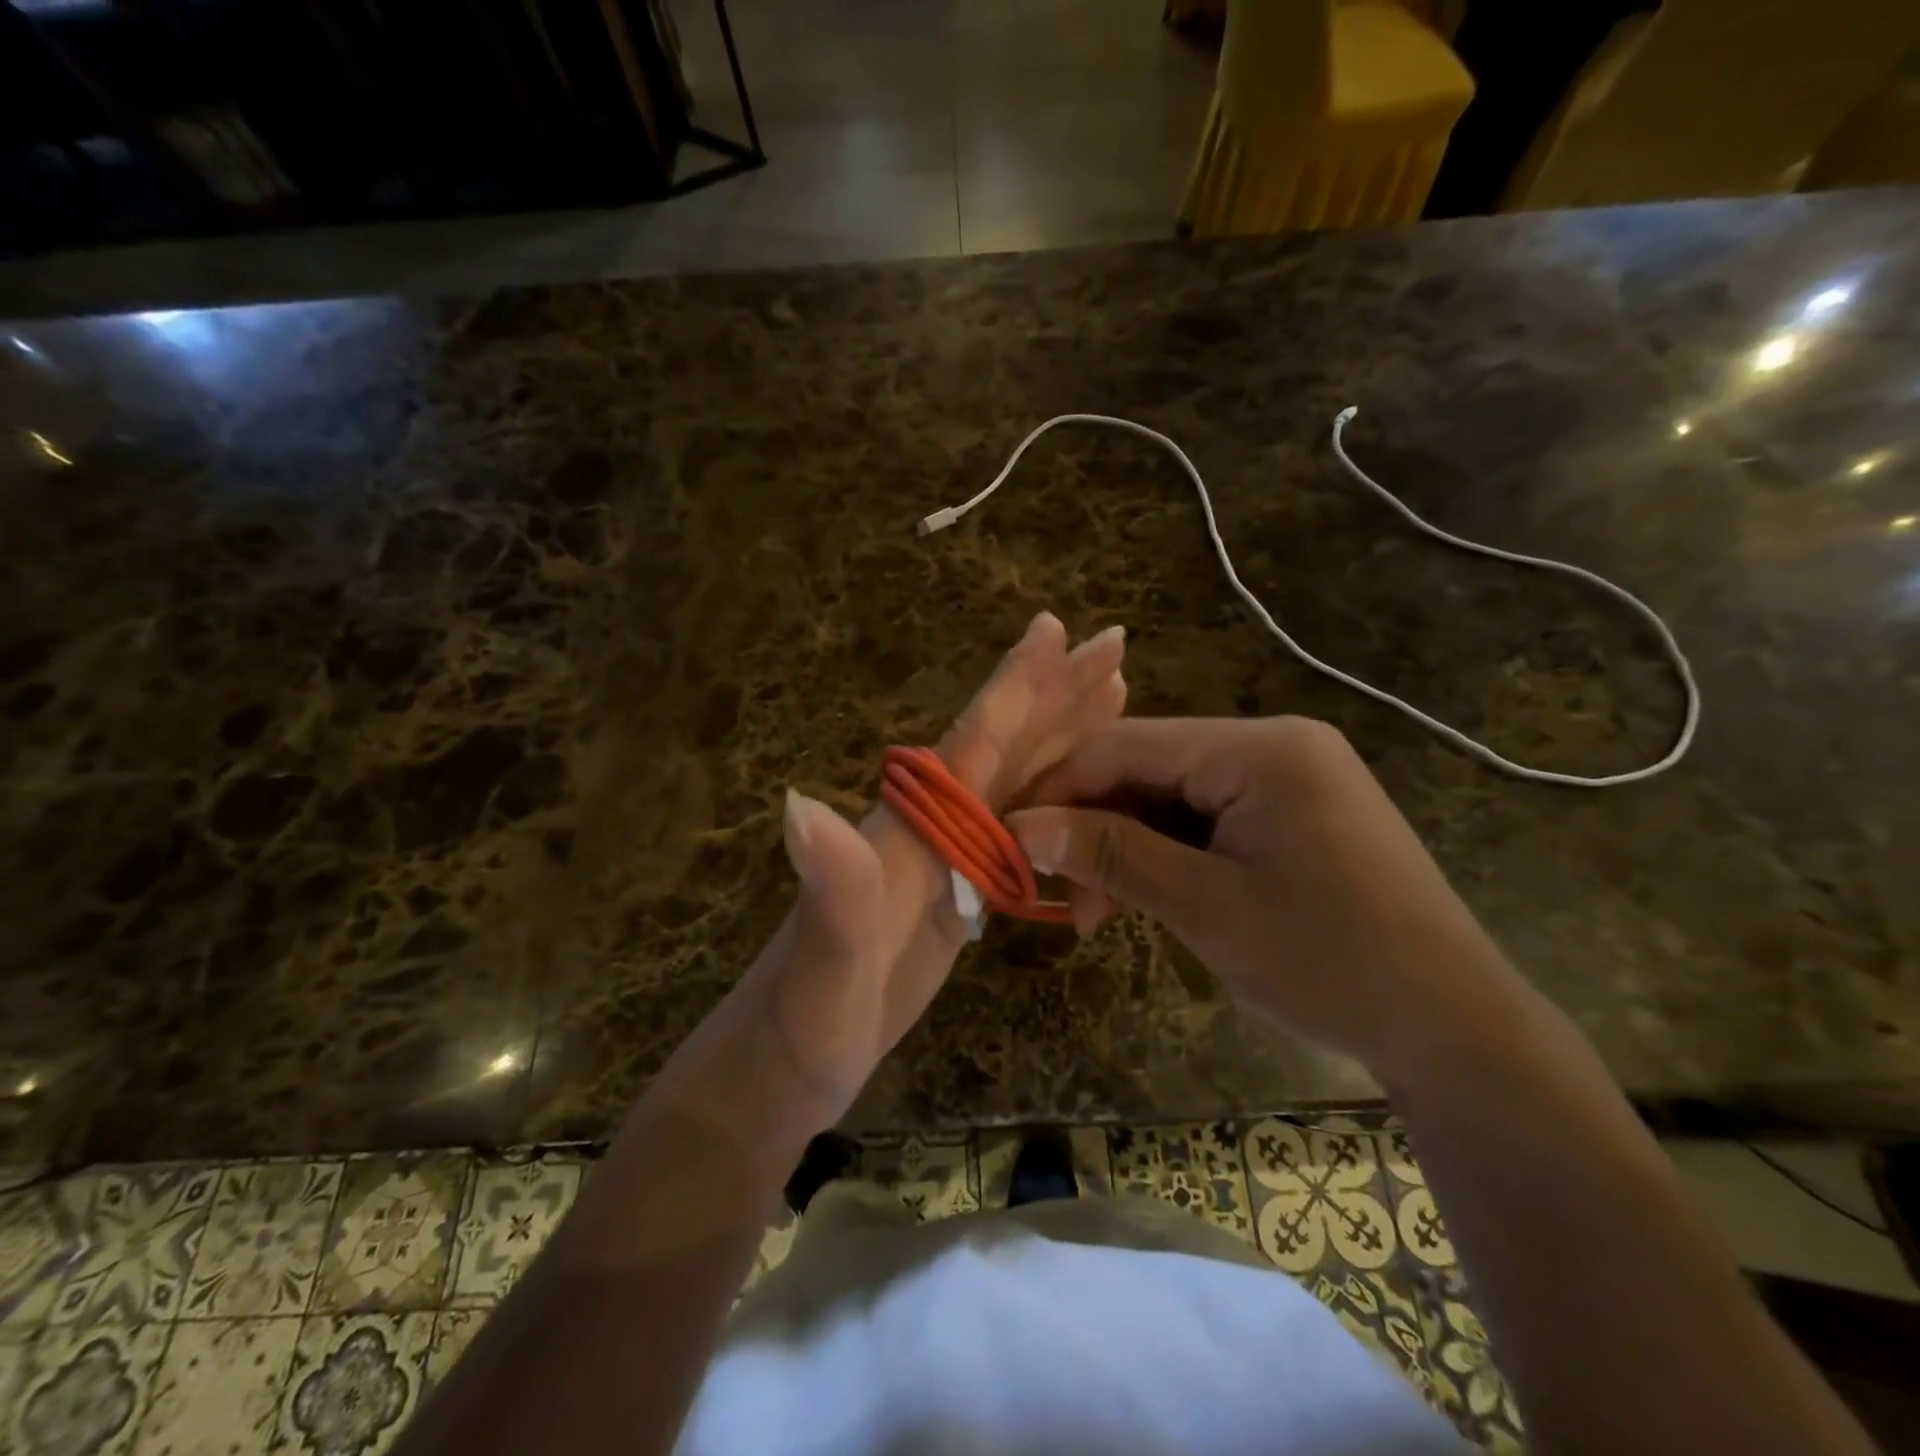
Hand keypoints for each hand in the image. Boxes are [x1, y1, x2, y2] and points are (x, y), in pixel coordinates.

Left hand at [745, 613, 1126, 1129]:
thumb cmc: (799, 1029)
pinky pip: (1017, 833)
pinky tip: (1079, 799)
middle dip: (1058, 695)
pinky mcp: (954, 895)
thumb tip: (801, 804)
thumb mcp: (819, 973)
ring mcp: (942, 861)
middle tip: (1112, 642)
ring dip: (1065, 739)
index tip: (1053, 625)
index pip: (969, 745)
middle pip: (1004, 748)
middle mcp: (927, 829)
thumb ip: (827, 895)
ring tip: (1112, 697)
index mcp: (906, 829)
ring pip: (1017, 783)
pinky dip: (1055, 805)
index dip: (1013, 688)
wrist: (781, 1071)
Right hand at [1005, 717, 1532, 1082]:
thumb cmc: (1331, 962)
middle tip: (1054, 893)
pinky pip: (1206, 821)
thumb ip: (1112, 854)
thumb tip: (1024, 826)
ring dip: (1126, 849)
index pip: (1128, 745)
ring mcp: (1286, 779)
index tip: (1009, 836)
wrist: (1455, 1029)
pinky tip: (1143, 900)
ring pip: (1172, 799)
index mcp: (1260, 748)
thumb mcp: (1206, 907)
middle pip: (1148, 769)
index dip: (1059, 788)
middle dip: (1094, 828)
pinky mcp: (1292, 815)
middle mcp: (1273, 745)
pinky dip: (1167, 857)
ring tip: (1093, 916)